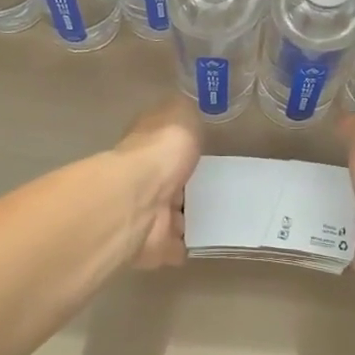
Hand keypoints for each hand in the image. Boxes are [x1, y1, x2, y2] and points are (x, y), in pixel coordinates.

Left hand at [111, 98, 202, 269]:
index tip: (197, 149)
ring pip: (169, 214)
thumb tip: (186, 108)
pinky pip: (172, 246)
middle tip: (212, 187)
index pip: (161, 143)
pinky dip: (183, 246)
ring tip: (215, 216)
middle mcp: (142, 177)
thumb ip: (185, 113)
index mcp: (146, 145)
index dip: (176, 145)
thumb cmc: (161, 151)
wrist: (139, 200)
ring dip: (183, 217)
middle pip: (166, 180)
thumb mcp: (180, 114)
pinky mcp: (152, 245)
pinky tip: (204, 242)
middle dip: (182, 184)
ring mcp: (146, 213)